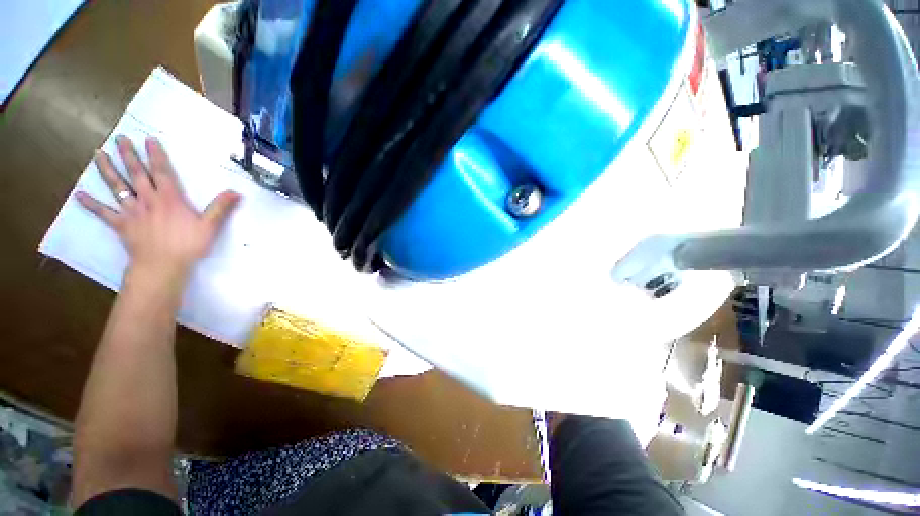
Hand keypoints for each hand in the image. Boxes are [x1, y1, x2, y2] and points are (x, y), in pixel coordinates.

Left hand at [76, 136, 239, 280]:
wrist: (162, 266)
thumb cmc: (188, 245)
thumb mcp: (210, 226)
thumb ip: (221, 208)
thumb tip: (236, 192)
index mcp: (169, 198)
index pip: (162, 172)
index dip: (156, 155)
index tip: (149, 139)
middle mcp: (148, 199)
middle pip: (136, 174)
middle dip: (128, 155)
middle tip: (120, 138)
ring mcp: (131, 211)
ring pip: (117, 187)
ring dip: (107, 170)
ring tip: (98, 154)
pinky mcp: (121, 224)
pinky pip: (103, 212)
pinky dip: (91, 204)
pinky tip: (78, 195)